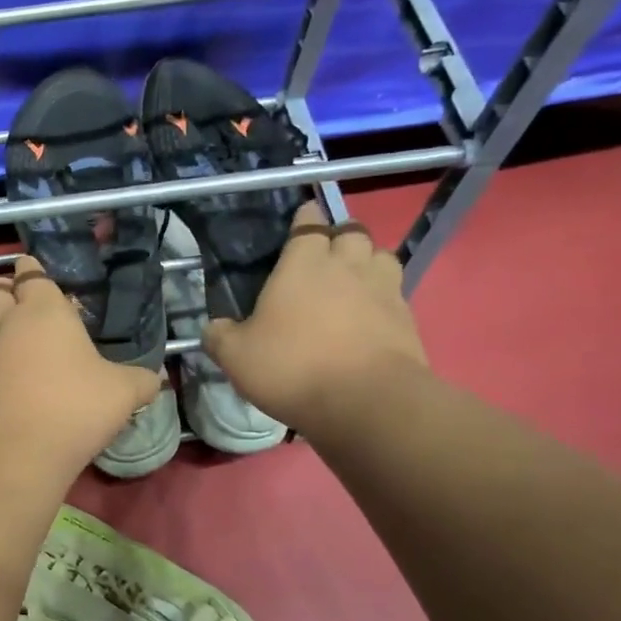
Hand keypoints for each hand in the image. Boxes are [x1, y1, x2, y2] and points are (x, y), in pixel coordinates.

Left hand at [0, 256, 163, 477]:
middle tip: (18, 298)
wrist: (19, 451)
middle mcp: (9, 322)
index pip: (31, 275)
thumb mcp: (123, 393)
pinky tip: (5, 366)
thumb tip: (157, 379)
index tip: (35, 270)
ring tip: (6, 327)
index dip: (32, 270)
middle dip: (3, 288)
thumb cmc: (76, 407)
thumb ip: (141, 380)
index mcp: (45, 310)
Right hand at [204, 203, 427, 437]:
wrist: (366, 401)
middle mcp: (347, 265)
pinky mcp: (407, 318)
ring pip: (381, 256)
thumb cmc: (292, 367)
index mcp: (303, 263)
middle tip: (326, 255)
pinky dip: (383, 297)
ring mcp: (383, 289)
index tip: (300, 222)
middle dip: (340, 237)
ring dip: (368, 261)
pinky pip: (395, 293)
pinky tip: (369, 316)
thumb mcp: (236, 356)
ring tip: (354, 280)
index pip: (308, 223)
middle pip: (352, 232)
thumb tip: (213, 328)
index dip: (305, 219)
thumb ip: (220, 336)